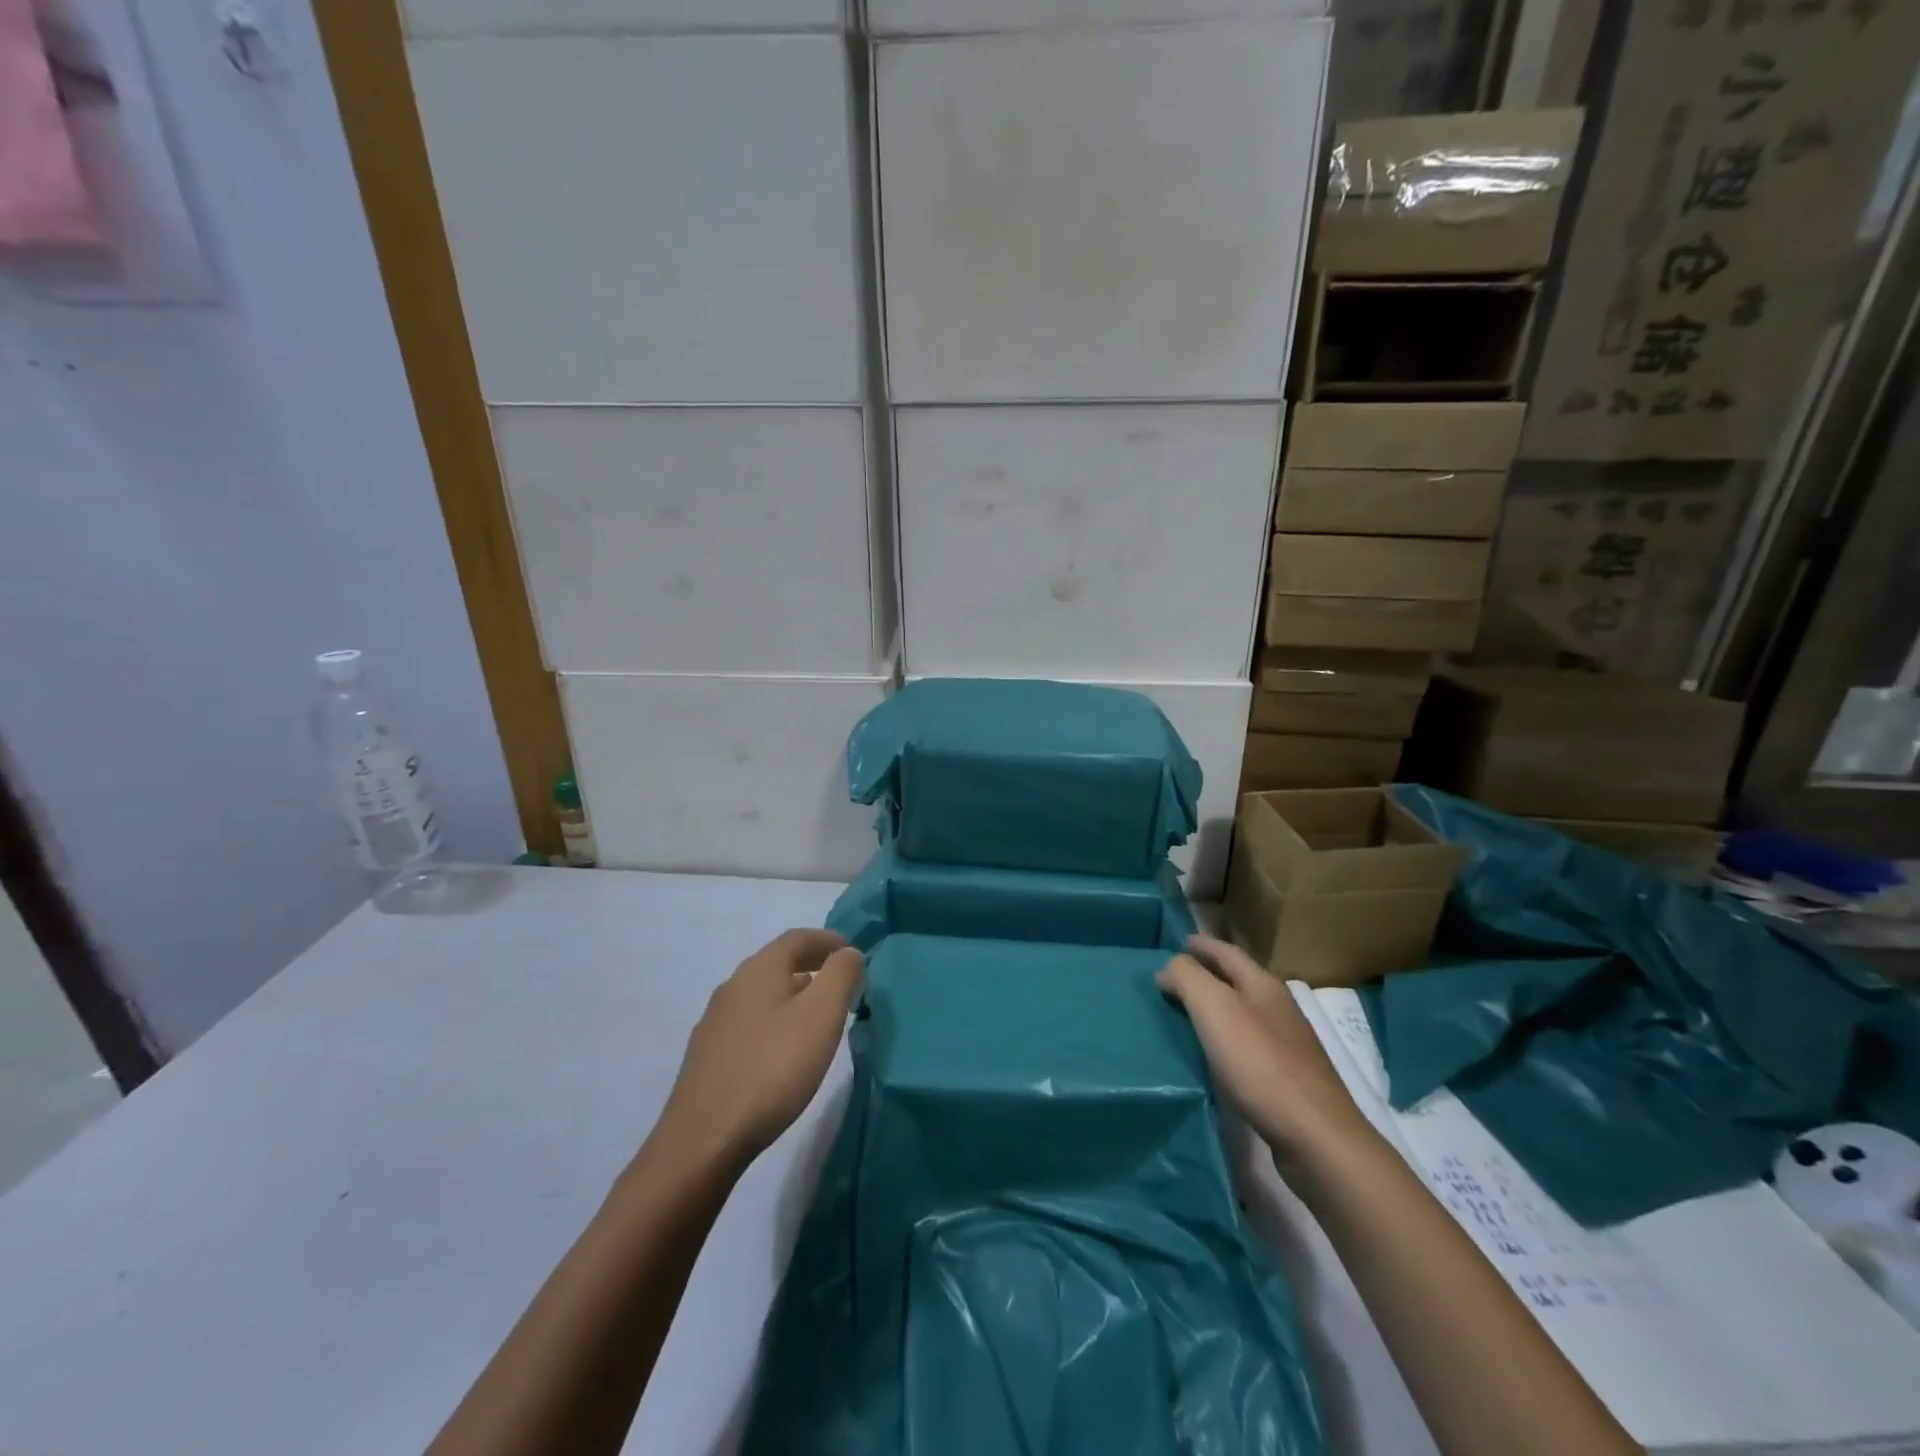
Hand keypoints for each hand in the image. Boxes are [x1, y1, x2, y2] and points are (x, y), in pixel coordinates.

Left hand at [658, 929, 863, 1171]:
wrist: (704, 1139)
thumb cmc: (773, 1068)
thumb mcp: (822, 1015)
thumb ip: (840, 975)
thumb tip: (848, 952)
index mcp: (759, 969)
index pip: (797, 938)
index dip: (827, 939)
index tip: (852, 951)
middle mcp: (733, 986)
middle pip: (777, 963)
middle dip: (811, 965)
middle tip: (840, 981)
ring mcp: (715, 1022)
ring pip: (762, 994)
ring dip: (792, 994)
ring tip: (817, 1014)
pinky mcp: (708, 1056)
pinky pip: (749, 1022)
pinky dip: (774, 1020)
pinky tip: (783, 1048)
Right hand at [1157, 934, 1368, 1160]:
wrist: (1315, 1136)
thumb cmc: (1259, 1063)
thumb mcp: (1214, 1008)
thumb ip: (1187, 977)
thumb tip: (1169, 968)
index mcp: (1263, 985)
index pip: (1227, 952)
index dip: (1201, 945)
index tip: (1177, 943)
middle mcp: (1278, 1008)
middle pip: (1237, 980)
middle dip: (1208, 974)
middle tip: (1175, 977)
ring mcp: (1287, 1044)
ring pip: (1243, 1012)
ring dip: (1216, 1008)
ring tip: (1187, 1014)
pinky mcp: (1287, 1078)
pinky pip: (1248, 1044)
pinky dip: (1226, 1039)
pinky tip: (1213, 1054)